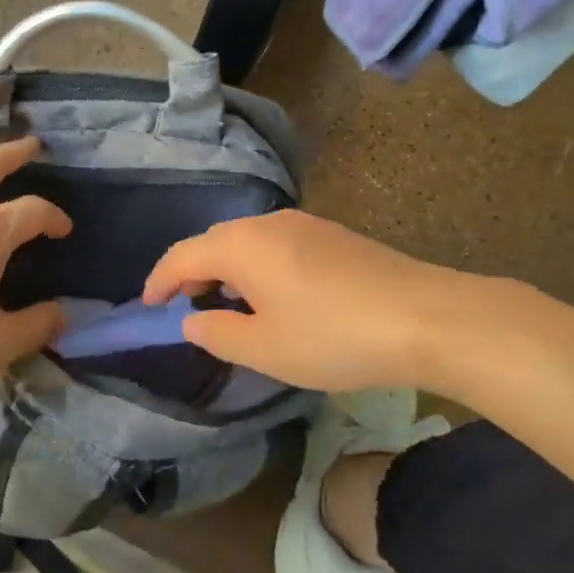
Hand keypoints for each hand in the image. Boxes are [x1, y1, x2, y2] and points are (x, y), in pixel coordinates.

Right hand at [141, 210, 461, 392]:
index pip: (183, 255)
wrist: (425, 317)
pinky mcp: (334, 236)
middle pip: (215, 242)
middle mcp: (269, 223)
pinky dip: (260, 268)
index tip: (147, 306)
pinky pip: (278, 246)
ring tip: (231, 307)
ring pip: (249, 242)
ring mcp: (306, 225)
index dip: (159, 281)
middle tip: (189, 309)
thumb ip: (216, 333)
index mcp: (242, 245)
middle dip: (194, 273)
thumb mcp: (264, 349)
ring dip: (229, 270)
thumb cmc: (333, 336)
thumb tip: (193, 320)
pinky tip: (277, 298)